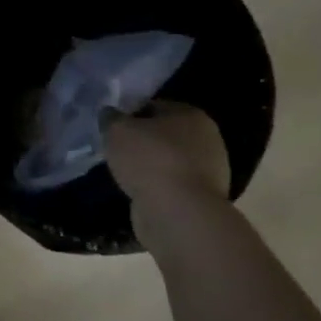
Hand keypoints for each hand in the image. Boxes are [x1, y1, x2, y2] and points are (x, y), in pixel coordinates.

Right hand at [104, 100, 230, 247]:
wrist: (178, 214)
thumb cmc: (150, 160)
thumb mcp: (117, 129)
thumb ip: (111, 118)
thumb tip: (110, 114)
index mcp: (192, 115)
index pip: (155, 106)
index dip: (130, 114)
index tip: (112, 126)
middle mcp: (207, 140)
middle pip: (164, 135)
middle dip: (141, 141)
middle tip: (116, 148)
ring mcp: (209, 173)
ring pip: (168, 161)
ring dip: (149, 166)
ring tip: (123, 172)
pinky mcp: (202, 200)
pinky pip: (172, 185)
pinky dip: (155, 187)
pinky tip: (137, 190)